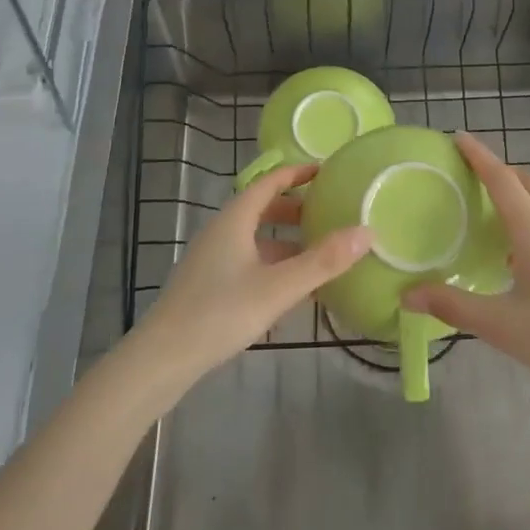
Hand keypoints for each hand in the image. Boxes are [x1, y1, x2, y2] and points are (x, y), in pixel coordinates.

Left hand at [129, 163, 371, 392]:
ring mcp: (213, 259)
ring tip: (320, 249)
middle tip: (330, 212)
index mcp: (235, 220)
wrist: (162, 358)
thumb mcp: (278, 288)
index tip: (327, 171)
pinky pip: (249, 260)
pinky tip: (293, 285)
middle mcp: (222, 232)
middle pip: (262, 208)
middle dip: (296, 207)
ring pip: (256, 237)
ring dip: (287, 238)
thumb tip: (366, 231)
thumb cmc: (220, 313)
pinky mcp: (210, 284)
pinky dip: (274, 262)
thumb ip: (322, 261)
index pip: (269, 182)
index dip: (297, 173)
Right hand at [403, 132, 529, 413]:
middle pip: (529, 183)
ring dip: (520, 195)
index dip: (479, 156)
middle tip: (471, 176)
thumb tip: (407, 294)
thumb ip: (453, 306)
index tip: (458, 137)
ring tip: (492, 213)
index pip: (502, 180)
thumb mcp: (502, 326)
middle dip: (501, 171)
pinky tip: (522, 254)